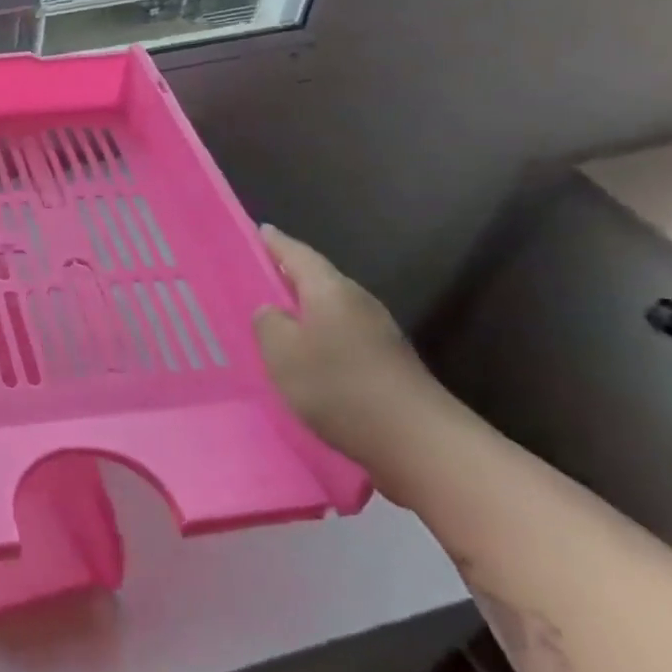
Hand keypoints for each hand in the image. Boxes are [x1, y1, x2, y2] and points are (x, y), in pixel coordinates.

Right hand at [253, 226, 438, 461]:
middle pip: (317, 279)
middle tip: (255, 276)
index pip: (298, 254)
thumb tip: (271, 310)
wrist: (417, 441)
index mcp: (330, 290)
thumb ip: (268, 323)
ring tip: (272, 318)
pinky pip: (340, 334)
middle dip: (288, 275)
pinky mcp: (385, 362)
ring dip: (303, 309)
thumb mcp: (282, 353)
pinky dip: (317, 335)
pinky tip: (303, 355)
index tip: (258, 231)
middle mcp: (357, 302)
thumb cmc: (338, 386)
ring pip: (329, 308)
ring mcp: (377, 333)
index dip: (275, 243)